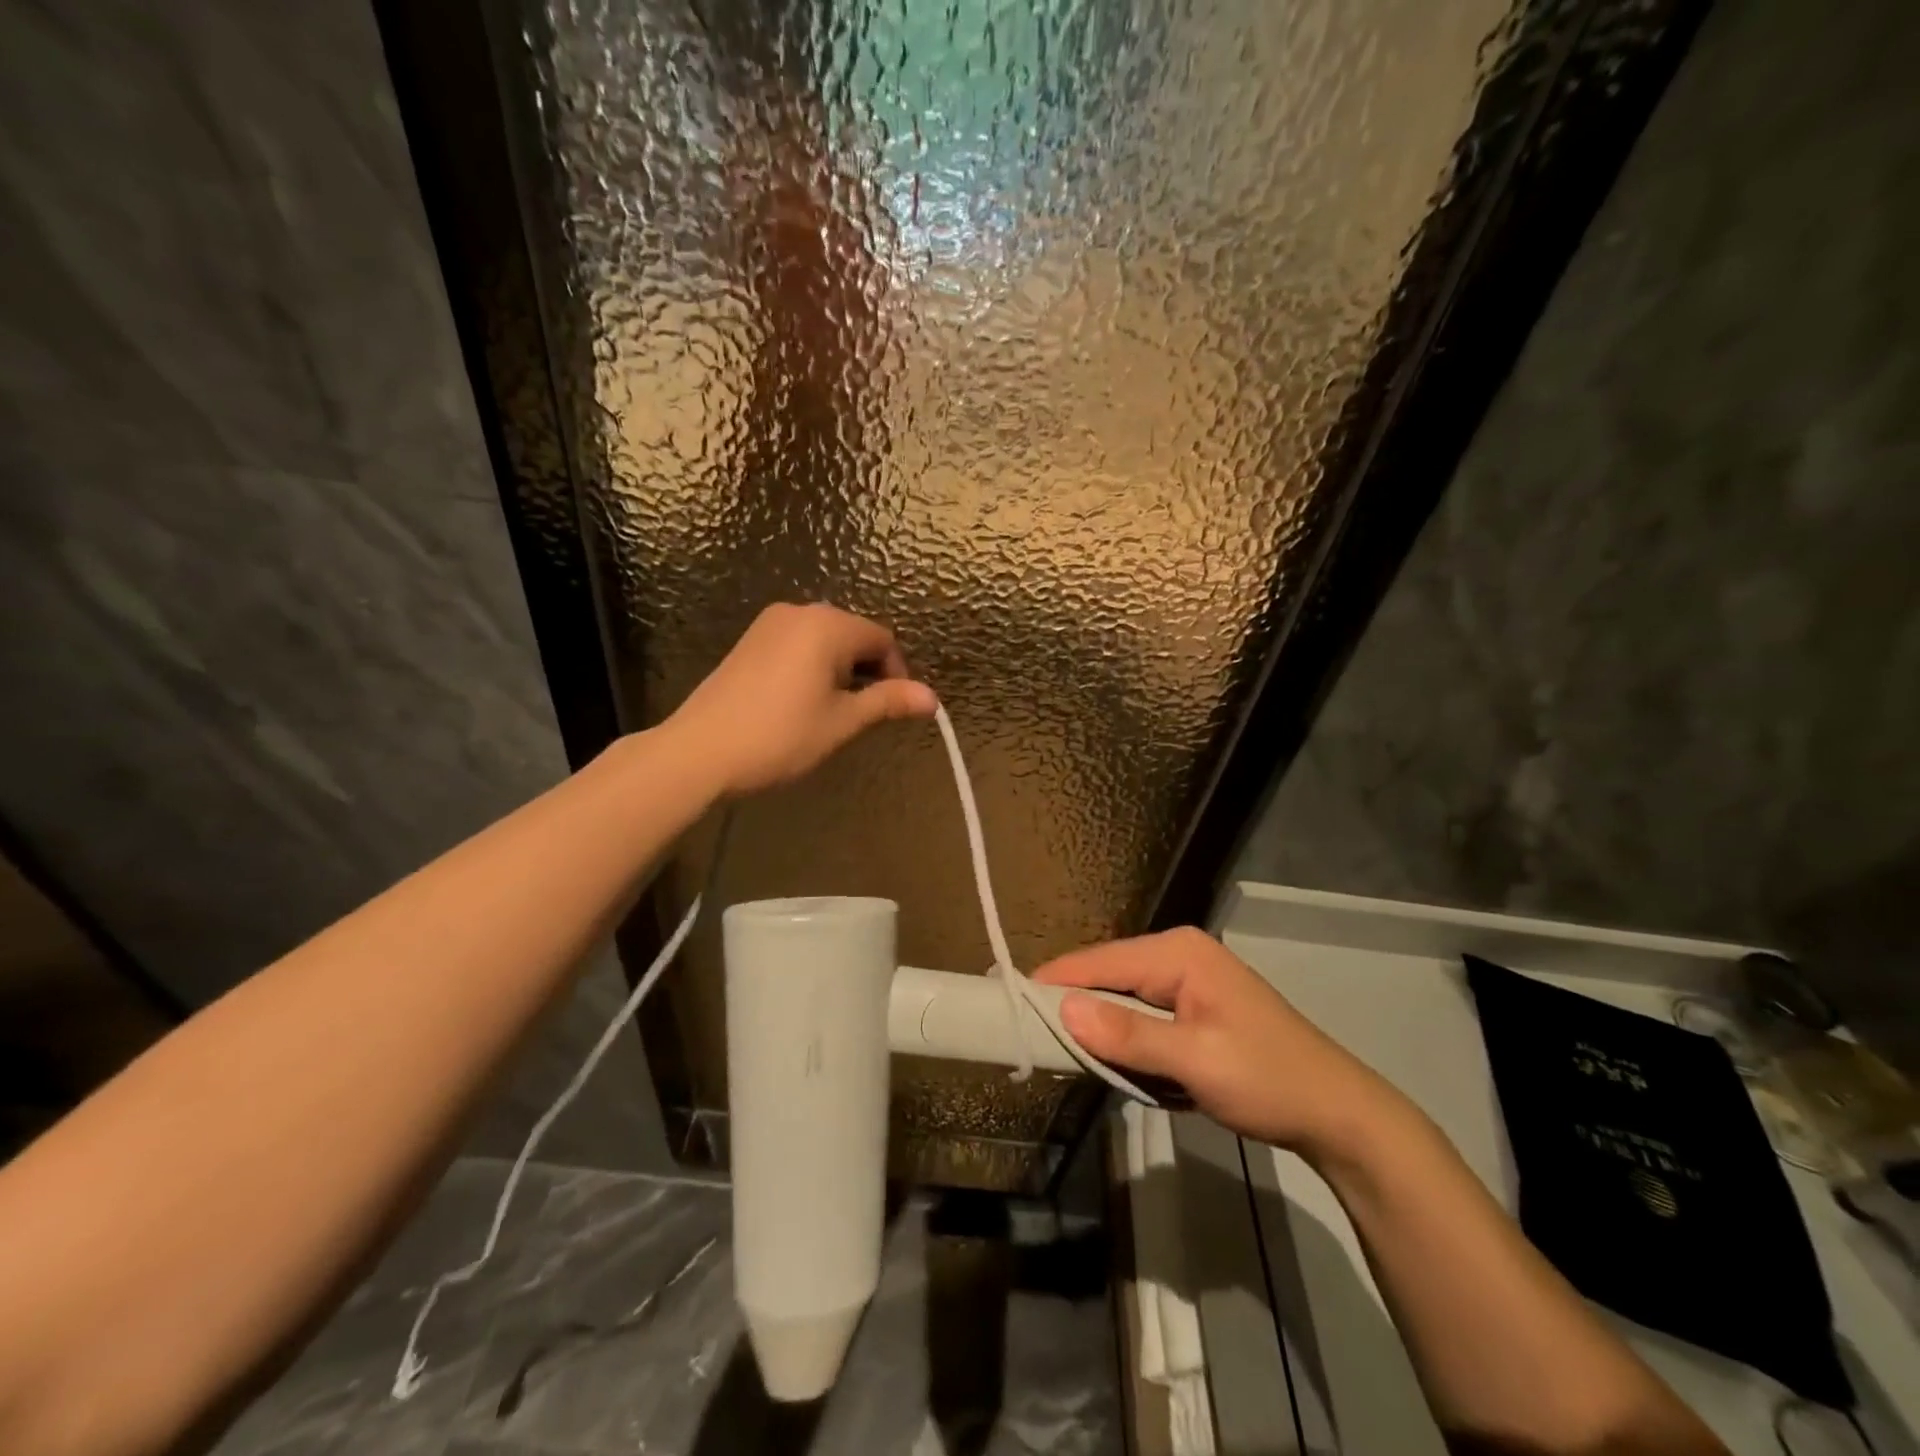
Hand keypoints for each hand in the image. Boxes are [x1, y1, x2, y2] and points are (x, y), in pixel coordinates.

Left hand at [665, 603, 937, 796]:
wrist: (700, 751)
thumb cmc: (781, 736)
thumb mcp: (842, 722)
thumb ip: (888, 702)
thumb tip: (932, 698)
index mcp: (828, 625)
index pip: (883, 640)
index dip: (897, 674)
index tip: (893, 711)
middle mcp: (800, 612)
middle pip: (855, 635)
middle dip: (868, 671)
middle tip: (861, 715)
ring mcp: (770, 624)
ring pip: (826, 640)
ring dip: (841, 670)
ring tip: (831, 712)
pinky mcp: (750, 640)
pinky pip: (798, 644)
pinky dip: (813, 667)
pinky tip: (800, 702)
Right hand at [1032, 928, 1407, 1160]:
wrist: (1336, 1113)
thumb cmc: (1267, 1079)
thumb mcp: (1196, 1060)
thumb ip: (1129, 1036)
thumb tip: (1062, 1010)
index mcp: (1178, 952)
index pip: (1099, 961)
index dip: (1054, 982)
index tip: (1007, 1002)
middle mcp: (1178, 955)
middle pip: (1106, 976)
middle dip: (1073, 1007)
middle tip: (1030, 1037)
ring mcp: (1186, 981)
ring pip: (1120, 999)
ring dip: (1098, 1026)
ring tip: (1059, 1050)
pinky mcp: (1191, 1009)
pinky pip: (1140, 1017)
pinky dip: (1122, 1038)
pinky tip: (1109, 1059)